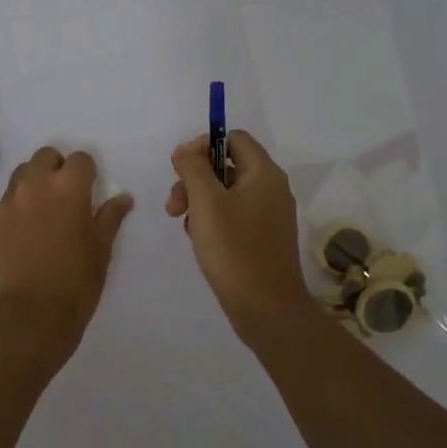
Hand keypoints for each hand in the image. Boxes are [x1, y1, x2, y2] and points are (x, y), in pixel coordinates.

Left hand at [0, 147, 134, 348]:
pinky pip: (10, 196)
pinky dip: (22, 201)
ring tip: (47, 209)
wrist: (30, 313)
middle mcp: (37, 184)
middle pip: (47, 156)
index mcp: (69, 187)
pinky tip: (31, 227)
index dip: (88, 173)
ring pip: (24, 172)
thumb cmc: (76, 281)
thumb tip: (123, 198)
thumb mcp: (101, 248)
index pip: (80, 159)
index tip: (91, 191)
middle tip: (69, 196)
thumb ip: (110, 217)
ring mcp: (12, 201)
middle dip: (59, 168)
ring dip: (37, 180)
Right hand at [166, 130, 313, 330]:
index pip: (233, 138)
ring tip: (184, 225)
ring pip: (227, 192)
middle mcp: (272, 188)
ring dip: (200, 200)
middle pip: (227, 165)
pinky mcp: (264, 237)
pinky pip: (235, 214)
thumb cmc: (235, 251)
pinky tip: (200, 239)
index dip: (203, 145)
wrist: (267, 309)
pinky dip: (213, 219)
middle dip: (195, 178)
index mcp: (264, 173)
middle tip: (174, 205)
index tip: (181, 169)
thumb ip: (193, 168)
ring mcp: (270, 214)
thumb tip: (187, 149)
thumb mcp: (206, 203)